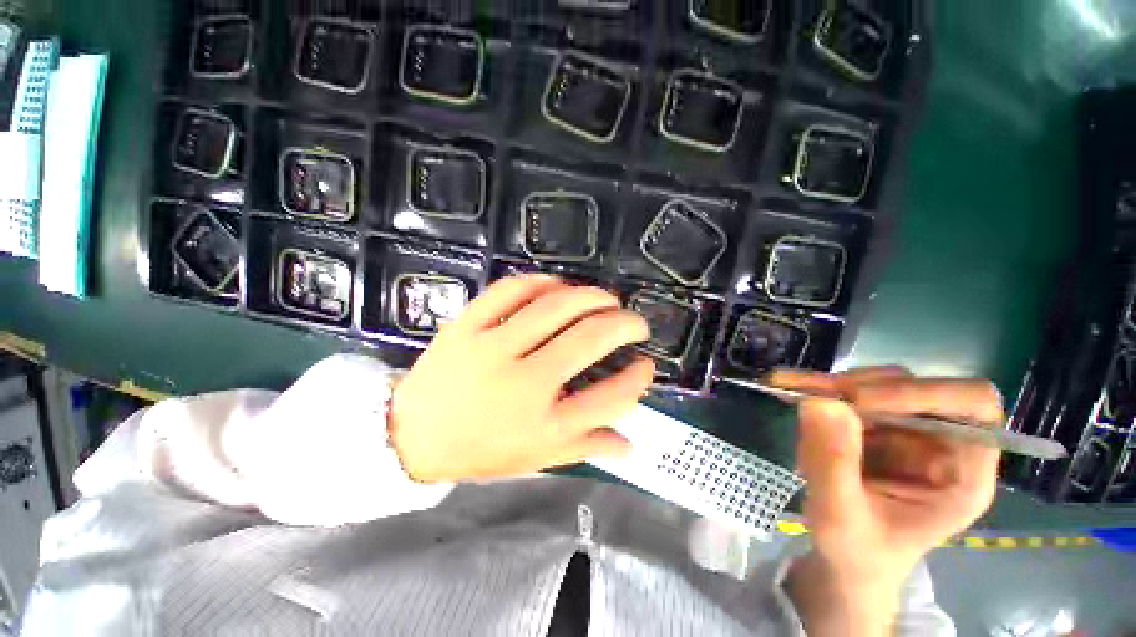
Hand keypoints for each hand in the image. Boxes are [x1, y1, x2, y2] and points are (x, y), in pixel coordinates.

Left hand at [389, 275, 654, 482]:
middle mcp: (523, 384)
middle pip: (589, 340)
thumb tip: (629, 444)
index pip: (610, 399)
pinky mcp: (466, 326)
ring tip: (606, 299)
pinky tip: (559, 286)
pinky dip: (541, 282)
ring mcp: (492, 349)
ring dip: (591, 296)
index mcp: (543, 425)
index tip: (646, 367)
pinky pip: (510, 291)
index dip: (637, 381)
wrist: (412, 436)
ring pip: (554, 307)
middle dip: (624, 324)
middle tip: (635, 322)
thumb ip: (585, 448)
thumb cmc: (479, 451)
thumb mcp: (535, 458)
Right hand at [774, 368, 1002, 634]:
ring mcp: (905, 432)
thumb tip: (820, 401)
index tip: (860, 401)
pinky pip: (848, 394)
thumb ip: (834, 463)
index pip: (970, 407)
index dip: (923, 393)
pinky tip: (788, 387)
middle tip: (811, 392)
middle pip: (915, 388)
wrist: (844, 560)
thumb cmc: (857, 552)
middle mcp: (941, 444)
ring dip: (833, 387)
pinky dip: (817, 389)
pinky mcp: (874, 426)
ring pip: (877, 385)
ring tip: (791, 389)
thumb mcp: (841, 517)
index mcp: (963, 474)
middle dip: (861, 387)